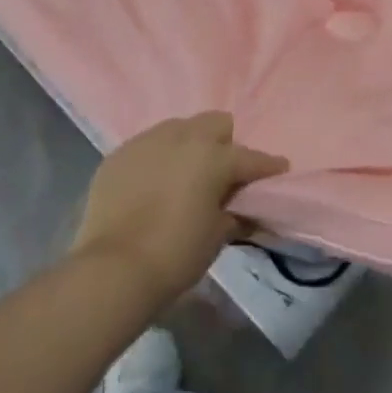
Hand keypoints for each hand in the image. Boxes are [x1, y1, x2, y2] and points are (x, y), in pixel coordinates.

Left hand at [72, 112, 288, 306]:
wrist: (113, 270)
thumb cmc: (176, 254)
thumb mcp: (217, 236)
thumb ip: (234, 214)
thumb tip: (242, 210)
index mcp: (213, 156)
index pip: (251, 157)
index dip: (268, 166)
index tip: (278, 169)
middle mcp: (182, 137)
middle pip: (215, 122)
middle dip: (225, 143)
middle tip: (222, 173)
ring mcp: (146, 142)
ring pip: (178, 128)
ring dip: (189, 146)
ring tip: (185, 174)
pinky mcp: (118, 155)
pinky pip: (147, 146)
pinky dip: (157, 159)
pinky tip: (153, 184)